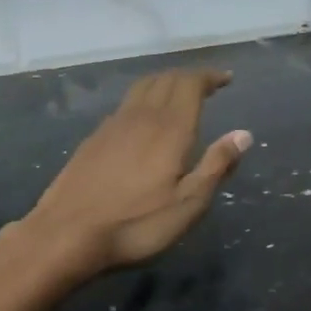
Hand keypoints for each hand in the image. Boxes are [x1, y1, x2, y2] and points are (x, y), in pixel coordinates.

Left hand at [23, 68, 252, 278]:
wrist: (67, 233)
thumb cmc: (136, 224)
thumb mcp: (188, 205)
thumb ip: (216, 166)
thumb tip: (244, 134)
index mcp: (169, 128)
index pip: (190, 84)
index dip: (209, 77)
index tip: (225, 79)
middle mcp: (140, 117)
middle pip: (165, 80)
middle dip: (188, 77)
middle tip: (206, 85)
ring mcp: (112, 126)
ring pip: (141, 89)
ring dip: (163, 84)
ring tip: (177, 95)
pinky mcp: (92, 139)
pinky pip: (124, 106)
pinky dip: (142, 101)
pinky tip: (142, 121)